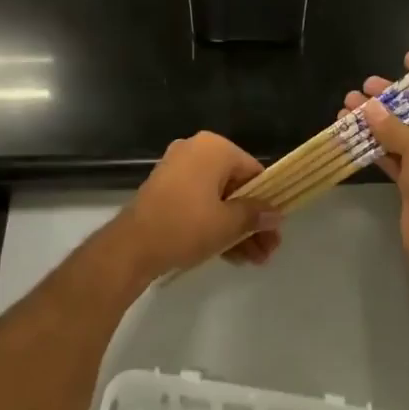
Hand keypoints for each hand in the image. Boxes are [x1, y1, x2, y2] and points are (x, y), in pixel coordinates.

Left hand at [118, 131, 282, 279]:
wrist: (132, 247)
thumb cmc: (186, 226)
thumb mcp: (228, 223)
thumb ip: (255, 215)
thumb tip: (276, 214)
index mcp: (214, 148)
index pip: (254, 172)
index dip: (268, 203)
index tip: (275, 230)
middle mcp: (195, 151)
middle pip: (236, 188)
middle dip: (252, 222)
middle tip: (267, 251)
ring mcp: (177, 171)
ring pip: (218, 199)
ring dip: (237, 228)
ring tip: (254, 261)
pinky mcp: (165, 191)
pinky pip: (199, 204)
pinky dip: (215, 225)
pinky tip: (233, 256)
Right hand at [344, 52, 408, 277]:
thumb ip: (394, 125)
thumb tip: (367, 107)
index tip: (407, 58)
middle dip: (395, 99)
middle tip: (367, 85)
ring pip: (408, 135)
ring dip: (380, 121)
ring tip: (349, 104)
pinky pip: (398, 157)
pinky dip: (377, 145)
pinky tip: (352, 131)